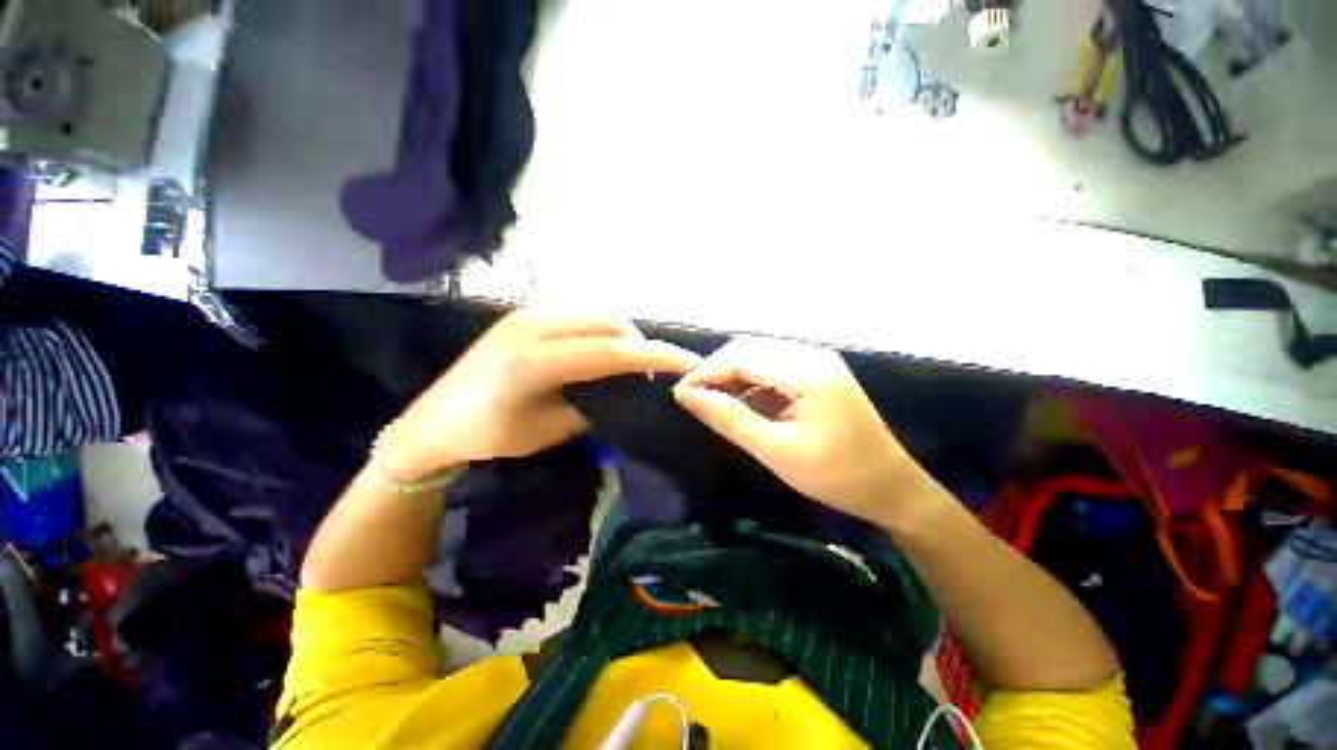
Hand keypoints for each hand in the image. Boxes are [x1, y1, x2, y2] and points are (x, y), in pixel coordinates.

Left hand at [378, 310, 701, 480]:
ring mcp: (529, 315)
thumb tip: (629, 391)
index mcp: (533, 361)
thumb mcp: (551, 429)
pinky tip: (604, 355)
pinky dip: (604, 334)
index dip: (654, 357)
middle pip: (609, 323)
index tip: (688, 364)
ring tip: (632, 366)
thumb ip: (596, 405)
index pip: (610, 352)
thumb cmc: (488, 437)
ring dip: (623, 337)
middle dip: (641, 345)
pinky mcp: (527, 315)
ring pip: (598, 315)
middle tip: (653, 374)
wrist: (433, 422)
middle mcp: (533, 326)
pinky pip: (582, 318)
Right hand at [673, 337, 940, 528]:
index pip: (742, 356)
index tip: (680, 394)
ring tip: (712, 403)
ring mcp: (817, 361)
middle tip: (694, 399)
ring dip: (732, 376)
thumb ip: (728, 418)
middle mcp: (812, 354)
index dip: (706, 371)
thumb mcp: (775, 450)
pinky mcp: (817, 373)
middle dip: (717, 371)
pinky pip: (773, 368)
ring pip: (759, 356)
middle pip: (749, 349)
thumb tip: (686, 395)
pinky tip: (741, 403)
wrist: (891, 488)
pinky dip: (751, 383)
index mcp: (807, 371)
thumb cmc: (836, 475)